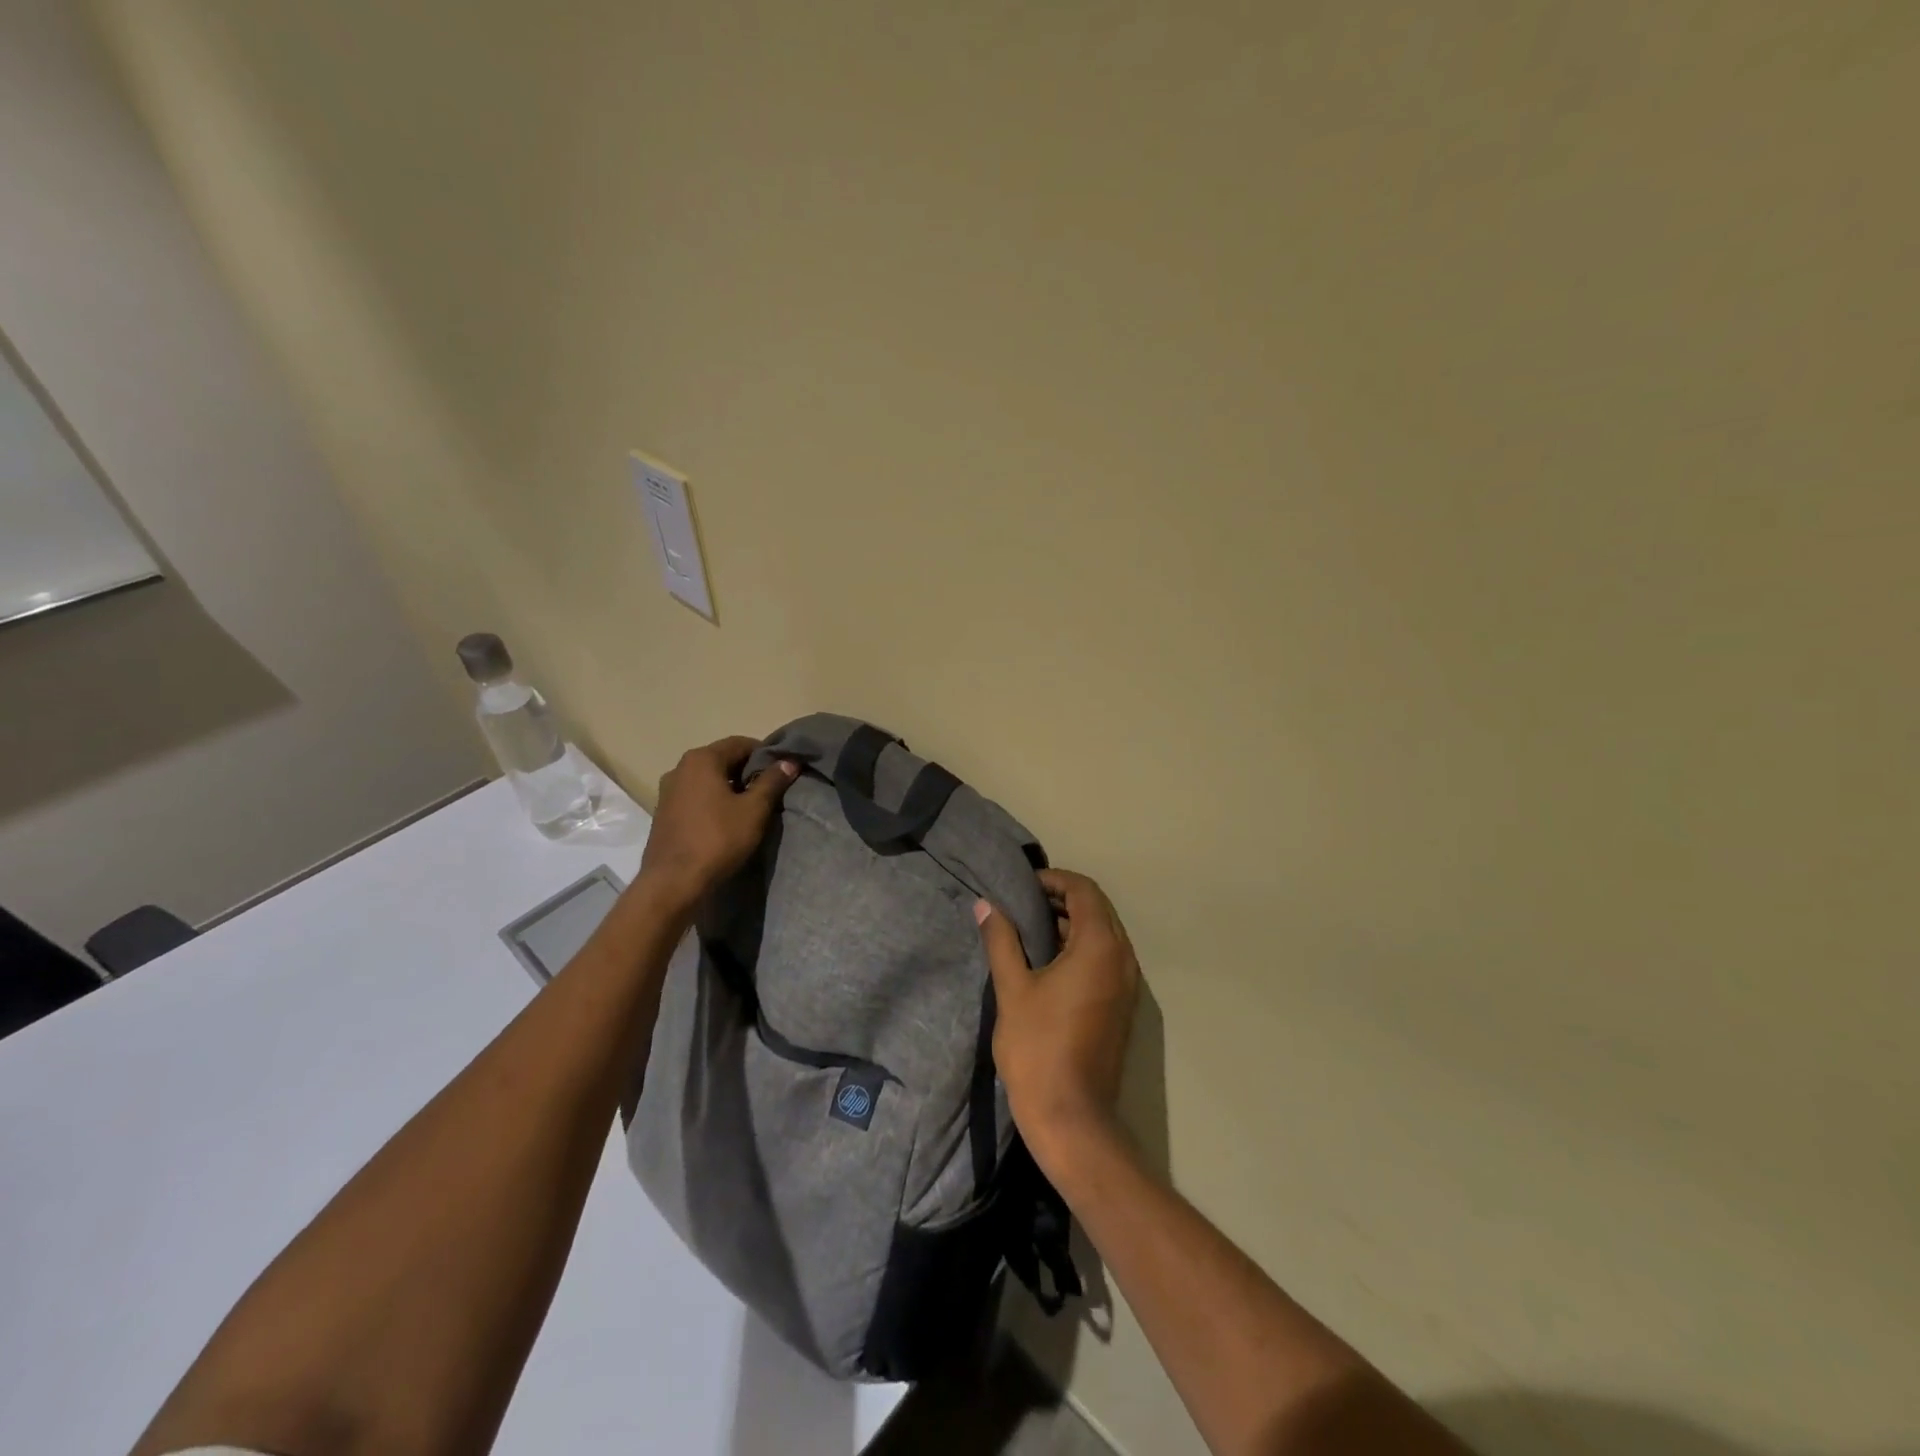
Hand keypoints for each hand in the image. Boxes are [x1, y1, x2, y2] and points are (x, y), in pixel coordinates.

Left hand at [638, 736, 796, 913]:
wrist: (673, 882)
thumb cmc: (718, 839)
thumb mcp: (754, 810)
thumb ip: (772, 781)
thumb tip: (789, 761)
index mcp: (702, 759)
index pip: (741, 743)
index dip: (765, 754)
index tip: (782, 772)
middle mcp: (680, 768)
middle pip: (722, 759)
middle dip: (748, 771)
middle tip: (770, 790)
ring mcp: (668, 790)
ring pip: (708, 779)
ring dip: (730, 786)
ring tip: (751, 807)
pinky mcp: (664, 812)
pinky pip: (695, 795)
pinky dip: (713, 800)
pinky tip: (726, 820)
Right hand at [974, 869, 1140, 1171]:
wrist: (1071, 1117)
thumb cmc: (1038, 1047)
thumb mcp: (1012, 988)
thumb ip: (1001, 940)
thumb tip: (985, 904)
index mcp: (1099, 947)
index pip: (1084, 891)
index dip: (1054, 880)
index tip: (1022, 886)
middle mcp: (1122, 959)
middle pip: (1098, 909)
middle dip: (1062, 898)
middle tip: (1023, 902)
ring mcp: (1126, 984)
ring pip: (1103, 934)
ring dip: (1071, 922)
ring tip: (1030, 927)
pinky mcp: (1121, 1005)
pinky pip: (1105, 958)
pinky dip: (1080, 947)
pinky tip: (1048, 960)